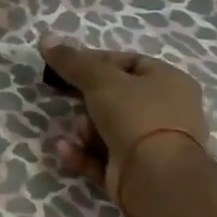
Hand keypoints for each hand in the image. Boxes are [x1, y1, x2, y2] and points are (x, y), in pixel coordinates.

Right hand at [39, 39, 210, 209]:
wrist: (157, 179)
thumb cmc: (136, 116)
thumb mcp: (99, 80)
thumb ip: (71, 60)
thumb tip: (46, 38)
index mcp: (170, 82)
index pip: (128, 62)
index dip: (95, 60)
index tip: (67, 65)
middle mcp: (167, 112)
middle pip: (115, 96)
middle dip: (86, 98)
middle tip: (61, 93)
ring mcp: (153, 145)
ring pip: (107, 128)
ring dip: (85, 128)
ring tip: (78, 131)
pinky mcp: (137, 173)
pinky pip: (102, 156)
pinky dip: (82, 152)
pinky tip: (64, 148)